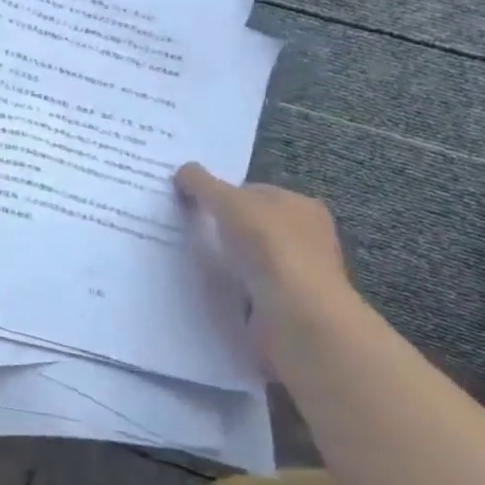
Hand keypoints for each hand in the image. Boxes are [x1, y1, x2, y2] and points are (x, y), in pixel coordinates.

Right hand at [173, 163, 359, 356]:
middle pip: (249, 226)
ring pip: (245, 259)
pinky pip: (244, 289)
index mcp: (301, 206)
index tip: (189, 203)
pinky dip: (225, 289)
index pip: (254, 192)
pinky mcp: (283, 305)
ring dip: (220, 262)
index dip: (221, 194)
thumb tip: (183, 170)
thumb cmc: (269, 246)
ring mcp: (294, 274)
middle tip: (180, 230)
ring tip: (181, 261)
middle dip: (218, 228)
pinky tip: (203, 288)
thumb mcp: (228, 202)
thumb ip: (204, 184)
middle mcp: (304, 237)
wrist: (295, 314)